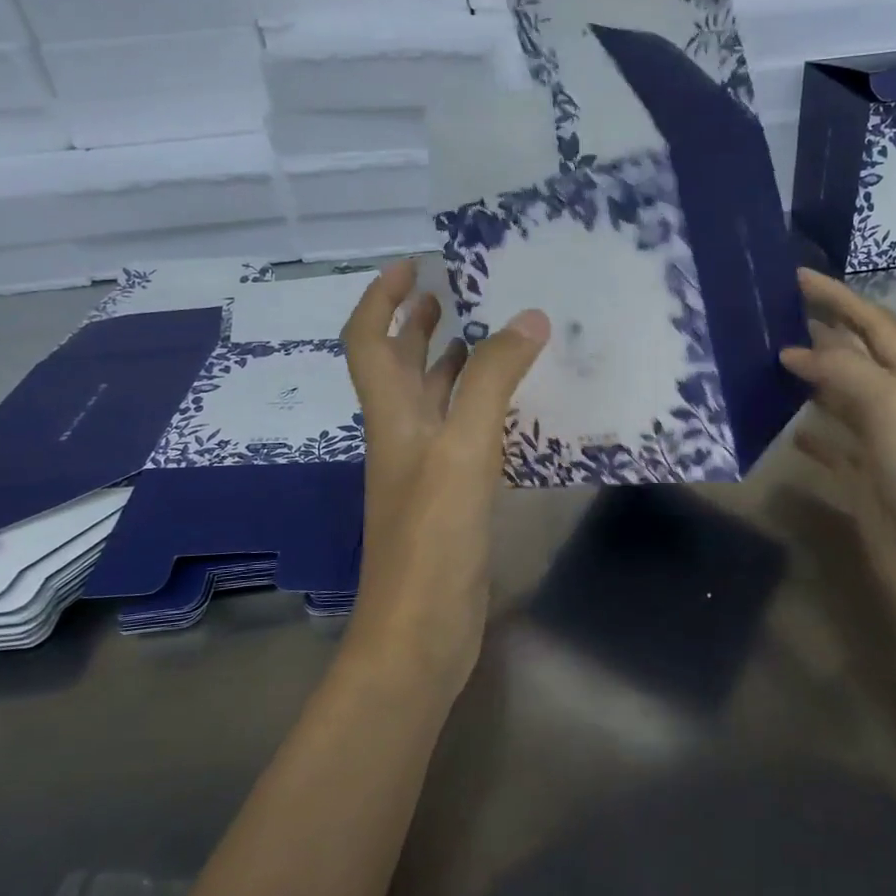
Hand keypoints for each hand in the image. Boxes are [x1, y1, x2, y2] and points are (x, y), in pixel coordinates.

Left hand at [341, 261, 548, 691]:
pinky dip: (481, 410)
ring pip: (434, 402)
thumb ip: (494, 382)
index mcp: (391, 417)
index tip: (414, 265)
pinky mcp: (450, 499)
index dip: (383, 298)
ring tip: (492, 338)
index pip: (369, 341)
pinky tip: (514, 408)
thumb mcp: (464, 449)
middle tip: (455, 294)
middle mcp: (401, 436)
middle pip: (398, 367)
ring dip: (453, 365)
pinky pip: (463, 436)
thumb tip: (527, 318)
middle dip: (417, 325)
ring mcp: (425, 470)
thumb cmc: (433, 536)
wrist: (421, 630)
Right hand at [779, 269, 895, 642]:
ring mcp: (882, 451)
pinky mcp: (864, 487)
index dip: (838, 299)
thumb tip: (793, 351)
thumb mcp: (894, 407)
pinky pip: (833, 452)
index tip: (795, 278)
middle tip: (771, 319)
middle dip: (821, 336)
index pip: (873, 327)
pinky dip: (811, 437)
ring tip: (768, 366)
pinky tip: (786, 430)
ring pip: (840, 404)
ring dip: (811, 384)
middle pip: (856, 361)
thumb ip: (844, 373)